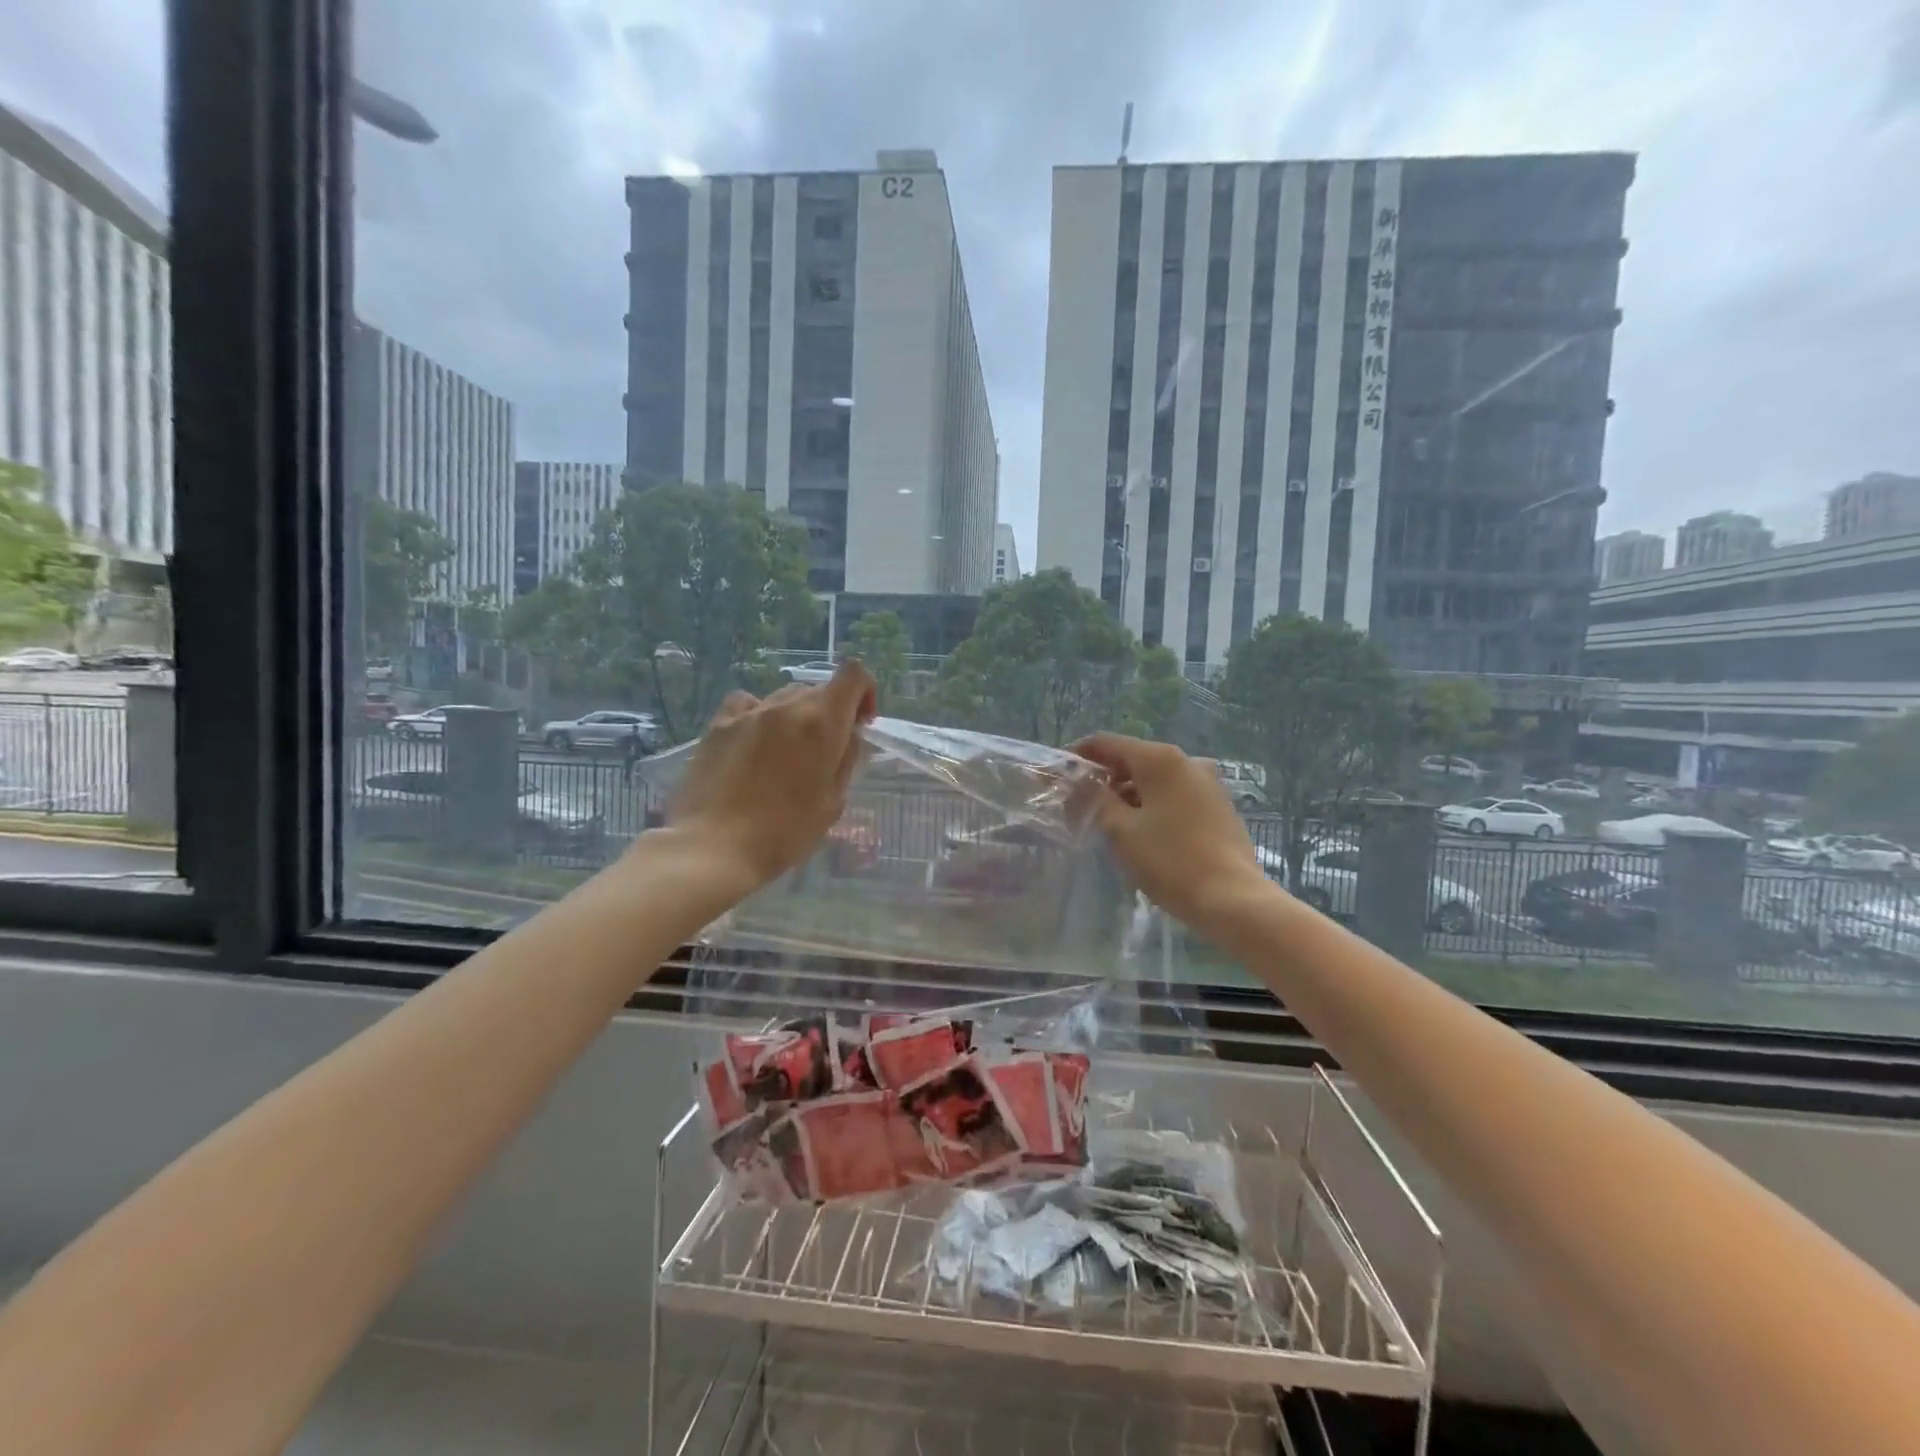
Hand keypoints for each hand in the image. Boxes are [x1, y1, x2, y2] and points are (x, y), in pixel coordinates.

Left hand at [667, 661, 877, 892]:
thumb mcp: (832, 803)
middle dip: (831, 712)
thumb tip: (849, 737)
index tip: (861, 724)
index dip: (865, 692)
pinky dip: (759, 714)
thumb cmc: (784, 833)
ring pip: (785, 697)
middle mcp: (788, 707)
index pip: (854, 675)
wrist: (714, 847)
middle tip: (826, 751)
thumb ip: (846, 761)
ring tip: (787, 753)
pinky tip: (754, 740)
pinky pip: (747, 704)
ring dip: (797, 716)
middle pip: (820, 689)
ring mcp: (750, 712)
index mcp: (822, 723)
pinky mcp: (719, 724)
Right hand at [1073, 733, 1271, 931]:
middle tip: (1079, 802)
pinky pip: (1175, 792)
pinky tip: (1141, 829)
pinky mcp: (1218, 804)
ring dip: (1128, 792)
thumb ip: (1096, 799)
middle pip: (1133, 758)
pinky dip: (1152, 802)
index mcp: (1160, 759)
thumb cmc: (1170, 861)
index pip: (1108, 743)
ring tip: (1107, 819)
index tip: (1060, 774)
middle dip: (1104, 776)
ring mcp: (1207, 781)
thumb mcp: (1120, 830)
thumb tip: (1080, 782)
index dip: (1080, 755)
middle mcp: (1187, 760)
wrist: (1232, 898)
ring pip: (1155, 777)